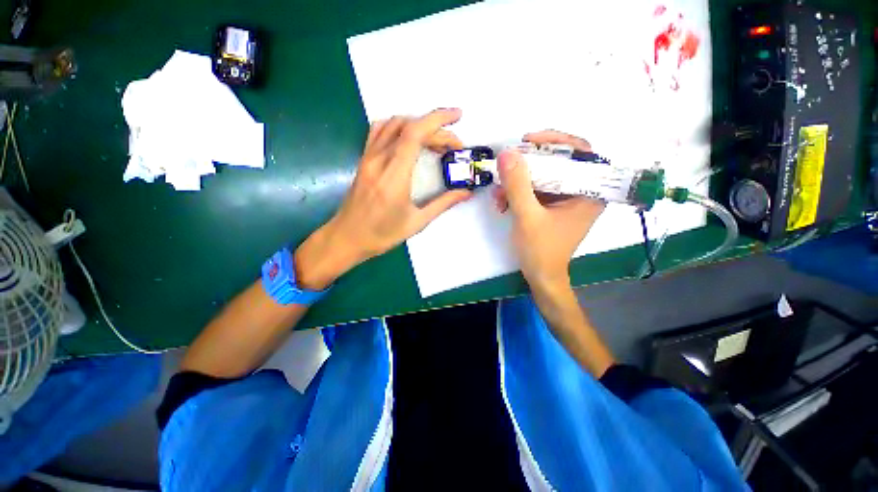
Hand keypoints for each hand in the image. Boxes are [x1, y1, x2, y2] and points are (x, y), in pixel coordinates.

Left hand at [295, 108, 471, 288]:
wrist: (347, 238)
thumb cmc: (382, 234)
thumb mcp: (417, 222)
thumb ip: (443, 203)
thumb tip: (466, 192)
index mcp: (394, 175)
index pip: (415, 133)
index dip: (438, 120)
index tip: (457, 117)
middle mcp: (379, 160)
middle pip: (408, 127)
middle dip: (436, 129)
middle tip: (453, 147)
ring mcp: (368, 157)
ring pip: (393, 124)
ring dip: (418, 125)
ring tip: (434, 141)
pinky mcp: (363, 159)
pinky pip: (380, 131)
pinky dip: (399, 127)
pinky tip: (409, 140)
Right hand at [492, 130, 604, 291]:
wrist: (541, 276)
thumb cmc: (541, 251)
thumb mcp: (527, 216)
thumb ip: (518, 185)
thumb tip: (507, 153)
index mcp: (589, 192)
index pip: (581, 151)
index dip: (555, 140)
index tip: (529, 141)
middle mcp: (581, 192)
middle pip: (557, 163)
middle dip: (527, 167)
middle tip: (506, 168)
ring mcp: (565, 199)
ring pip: (542, 177)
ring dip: (517, 183)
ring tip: (498, 196)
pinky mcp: (552, 206)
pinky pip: (535, 190)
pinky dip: (517, 193)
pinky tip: (502, 203)